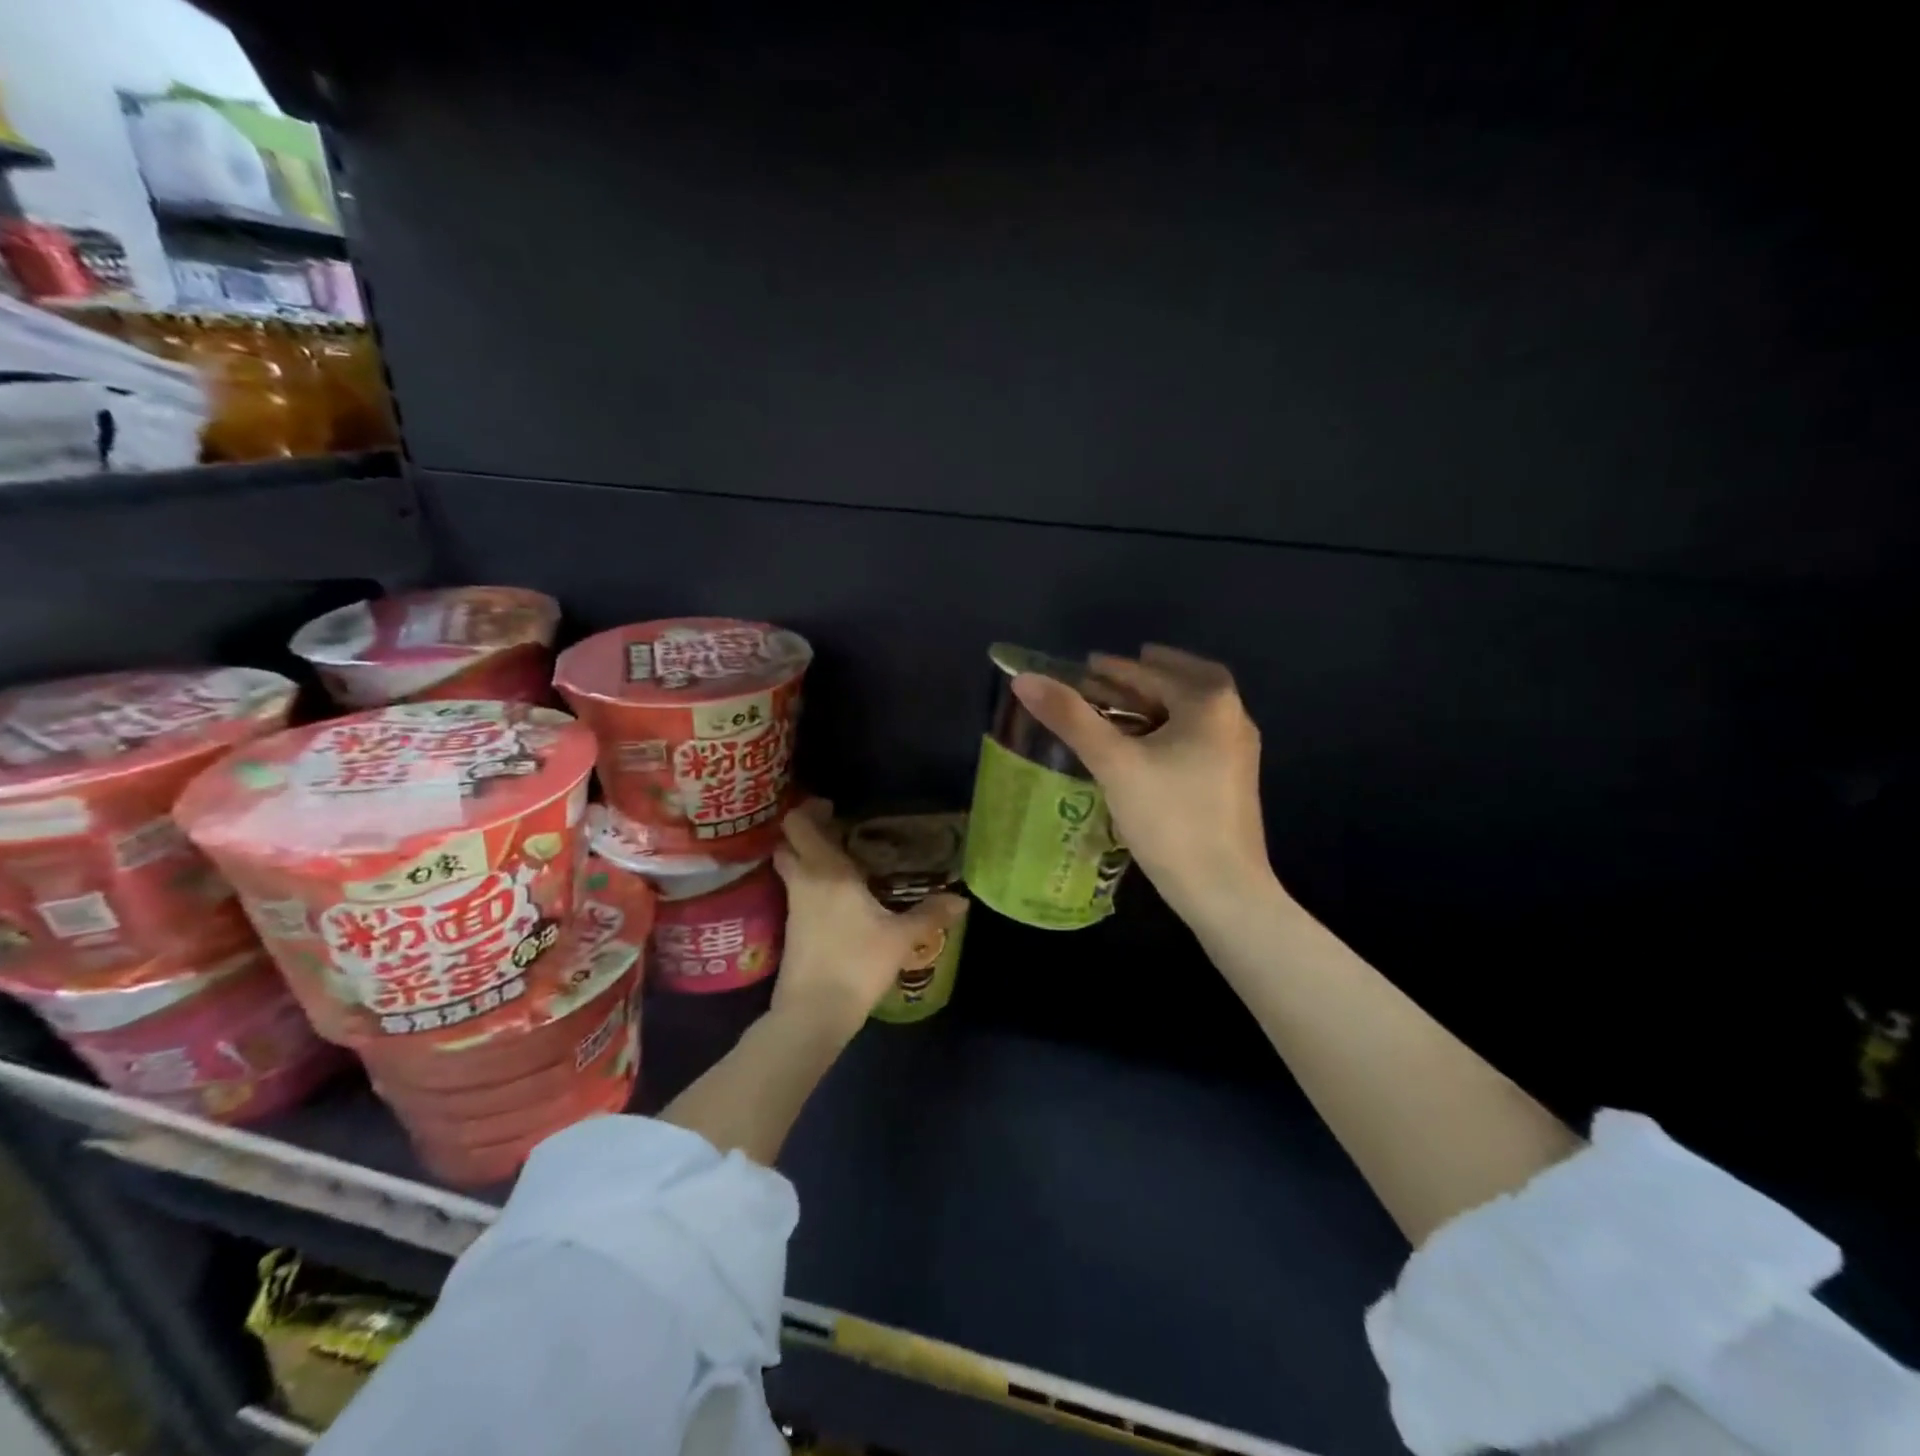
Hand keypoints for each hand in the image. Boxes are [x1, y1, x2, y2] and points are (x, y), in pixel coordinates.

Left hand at [771, 800, 967, 1037]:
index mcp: (827, 871)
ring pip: (790, 869)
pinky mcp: (791, 931)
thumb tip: (961, 900)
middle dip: (806, 833)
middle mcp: (804, 881)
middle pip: (788, 844)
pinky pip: (796, 892)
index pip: (799, 825)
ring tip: (843, 862)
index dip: (809, 810)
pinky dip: (810, 884)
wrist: (814, 1012)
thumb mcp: (901, 937)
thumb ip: (930, 914)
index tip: (832, 808)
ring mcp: (793, 907)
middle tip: (837, 832)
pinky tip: (837, 897)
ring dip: (807, 859)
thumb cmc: (857, 963)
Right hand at [1010, 645, 1276, 929]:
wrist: (1224, 889)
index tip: (1084, 666)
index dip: (1113, 668)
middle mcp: (1234, 716)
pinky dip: (1171, 728)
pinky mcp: (1234, 780)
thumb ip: (1070, 717)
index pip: (1151, 672)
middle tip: (1108, 676)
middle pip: (1183, 682)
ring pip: (1193, 711)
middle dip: (1145, 676)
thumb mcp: (1114, 763)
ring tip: (1120, 708)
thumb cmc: (1170, 818)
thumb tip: (1024, 680)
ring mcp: (1239, 751)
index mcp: (1210, 702)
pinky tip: (1146, 747)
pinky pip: (1198, 736)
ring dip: (1158, 703)